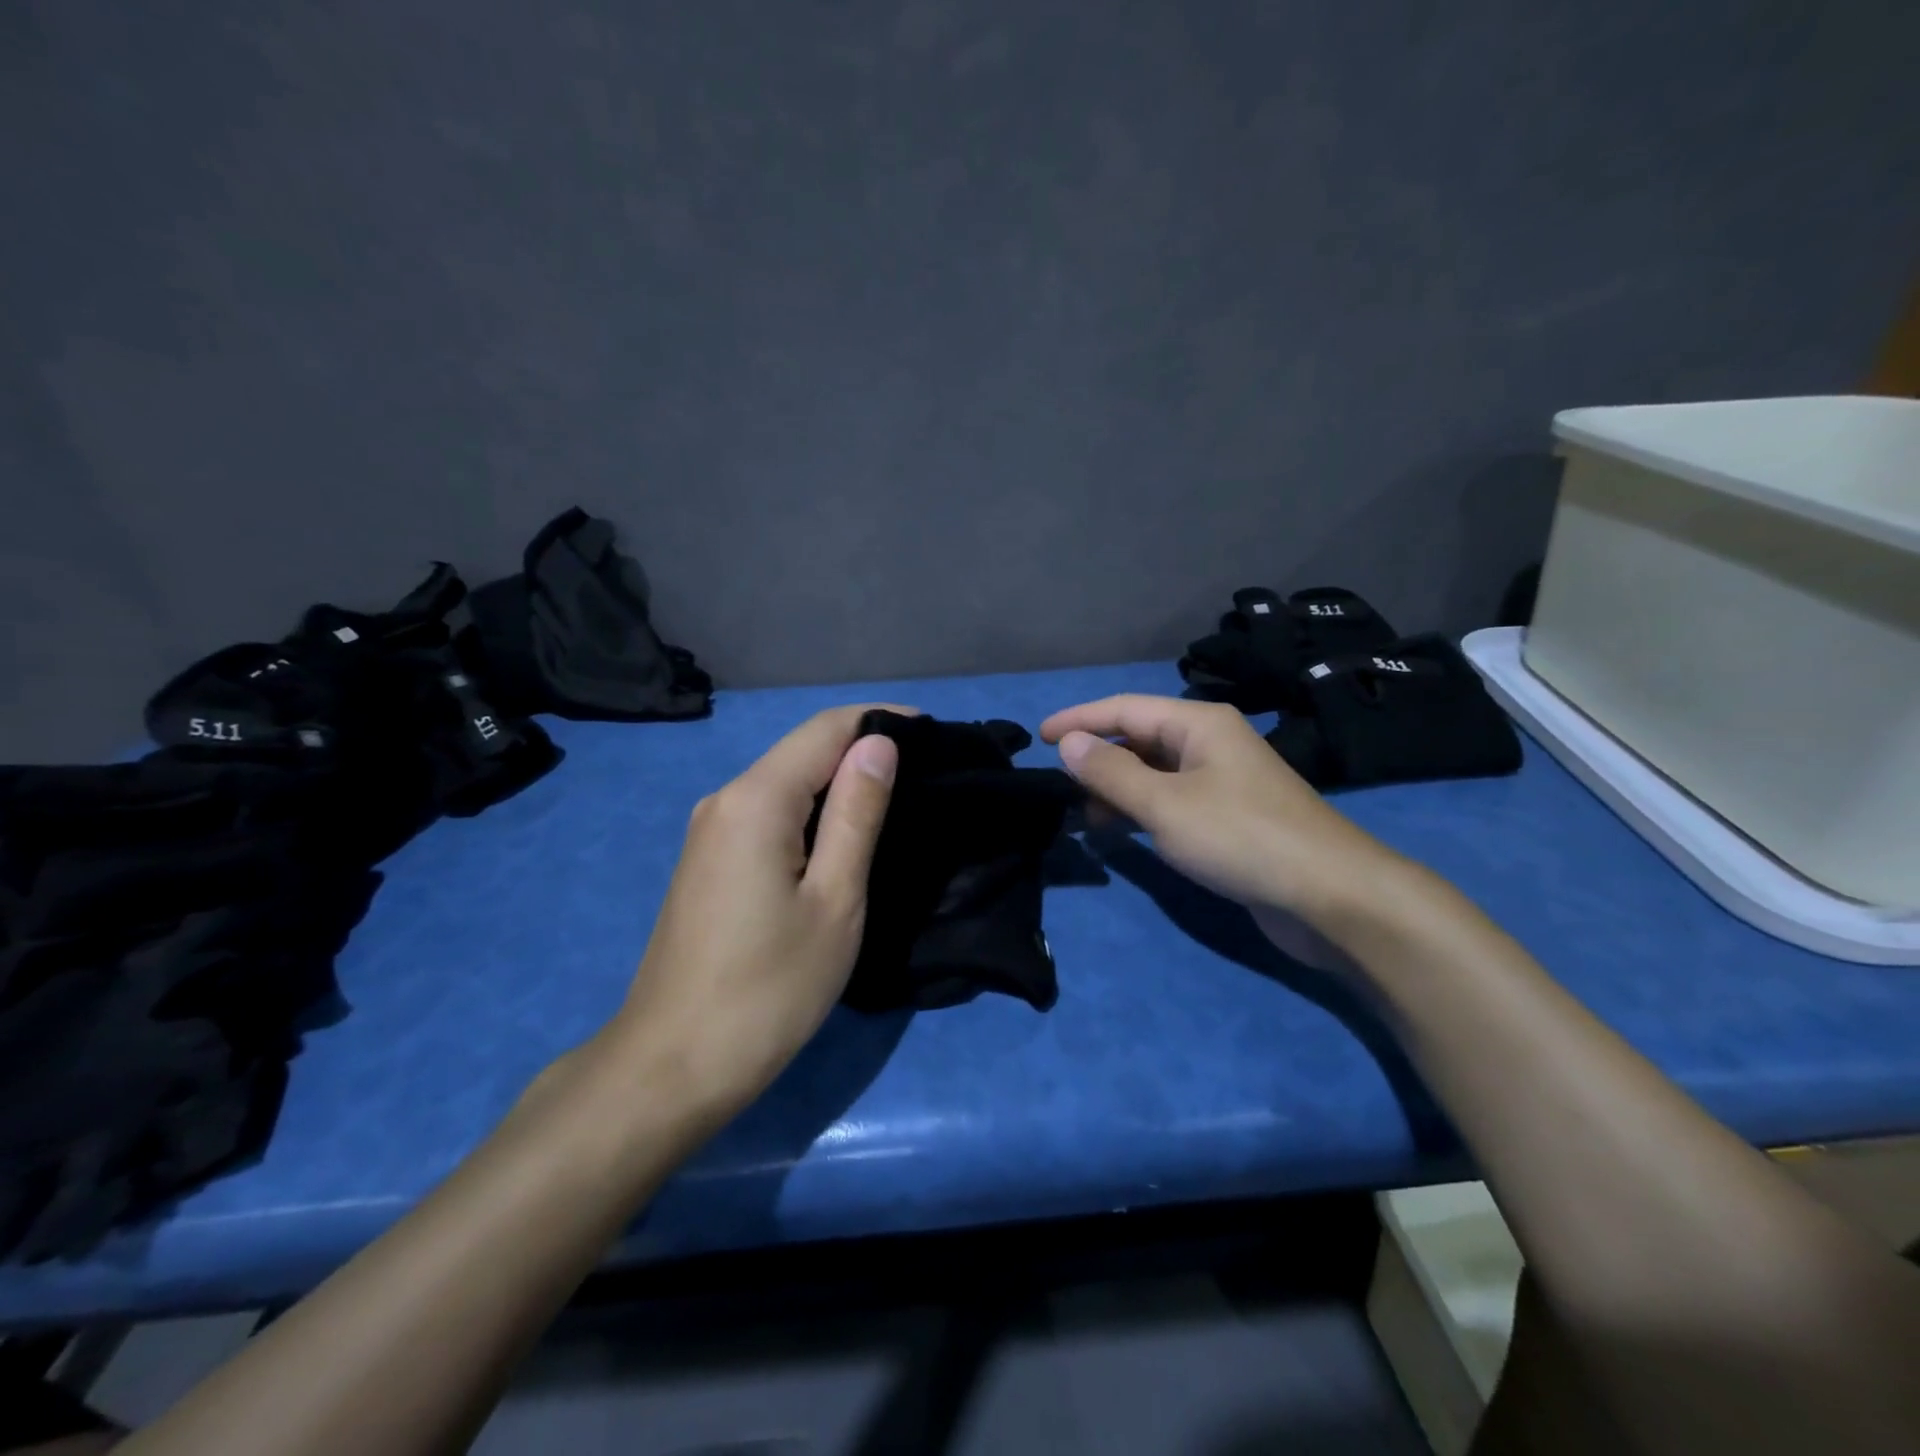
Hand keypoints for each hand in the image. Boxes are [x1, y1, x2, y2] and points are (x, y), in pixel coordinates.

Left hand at [605, 705, 902, 1121]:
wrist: (673, 1065)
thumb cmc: (769, 988)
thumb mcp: (834, 899)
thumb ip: (857, 813)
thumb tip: (878, 744)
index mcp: (756, 799)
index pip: (826, 729)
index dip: (881, 719)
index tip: (935, 731)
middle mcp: (725, 799)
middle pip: (803, 751)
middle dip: (864, 748)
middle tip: (927, 768)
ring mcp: (710, 831)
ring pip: (785, 782)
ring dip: (839, 780)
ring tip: (898, 796)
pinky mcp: (708, 860)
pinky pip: (768, 813)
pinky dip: (812, 810)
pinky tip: (843, 832)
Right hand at [1039, 695, 1402, 924]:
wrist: (1331, 897)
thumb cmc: (1241, 837)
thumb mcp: (1165, 804)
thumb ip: (1111, 773)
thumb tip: (1068, 743)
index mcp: (1198, 724)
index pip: (1124, 709)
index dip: (1079, 720)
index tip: (1039, 738)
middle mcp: (1210, 744)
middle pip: (1139, 739)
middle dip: (1097, 759)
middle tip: (1058, 788)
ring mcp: (1222, 782)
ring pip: (1154, 774)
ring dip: (1116, 790)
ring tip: (1082, 817)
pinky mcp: (1228, 818)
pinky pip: (1171, 802)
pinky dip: (1141, 812)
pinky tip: (1122, 833)